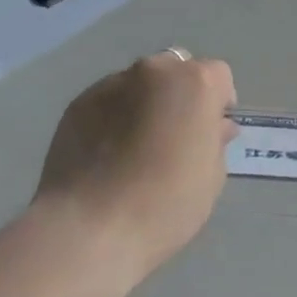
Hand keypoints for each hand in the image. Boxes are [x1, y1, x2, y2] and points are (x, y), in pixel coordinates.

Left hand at [34, 50, 237, 281]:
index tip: (210, 133)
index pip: (218, 76)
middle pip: (176, 69)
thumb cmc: (165, 204)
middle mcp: (153, 71)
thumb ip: (216, 141)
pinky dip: (114, 117)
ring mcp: (111, 83)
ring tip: (135, 147)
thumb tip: (216, 127)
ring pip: (139, 83)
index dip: (218, 103)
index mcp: (194, 83)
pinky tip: (107, 154)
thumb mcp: (211, 178)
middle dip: (180, 94)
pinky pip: (108, 101)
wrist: (90, 227)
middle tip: (174, 136)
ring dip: (145, 103)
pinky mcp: (79, 102)